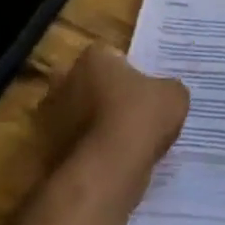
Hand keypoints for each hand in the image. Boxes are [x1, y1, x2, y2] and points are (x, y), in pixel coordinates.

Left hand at [39, 43, 189, 178]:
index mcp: (93, 58)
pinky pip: (78, 144)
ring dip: (98, 125)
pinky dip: (92, 151)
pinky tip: (116, 161)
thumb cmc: (141, 117)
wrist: (109, 168)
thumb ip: (167, 88)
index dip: (131, 72)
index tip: (146, 89)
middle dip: (108, 96)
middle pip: (91, 84)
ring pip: (82, 115)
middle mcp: (65, 81)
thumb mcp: (174, 95)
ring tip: (128, 143)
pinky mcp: (49, 151)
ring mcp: (52, 118)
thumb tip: (164, 93)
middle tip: (137, 114)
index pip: (112, 56)